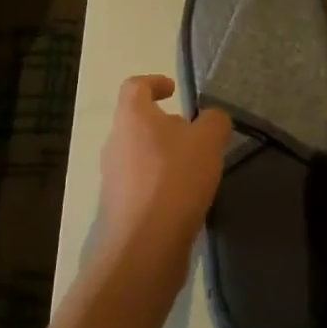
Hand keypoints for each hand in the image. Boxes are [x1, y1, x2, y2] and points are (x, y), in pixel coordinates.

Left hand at [97, 75, 231, 280]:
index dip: (154, 82)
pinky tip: (184, 199)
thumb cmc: (175, 179)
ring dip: (164, 157)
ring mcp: (112, 177)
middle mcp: (115, 142)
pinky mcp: (118, 207)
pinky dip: (160, 184)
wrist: (145, 245)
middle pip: (137, 122)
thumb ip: (214, 121)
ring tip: (195, 170)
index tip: (174, 90)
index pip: (135, 86)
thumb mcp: (208, 141)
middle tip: (194, 136)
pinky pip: (141, 184)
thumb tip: (210, 119)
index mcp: (132, 117)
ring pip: (139, 154)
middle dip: (165, 125)